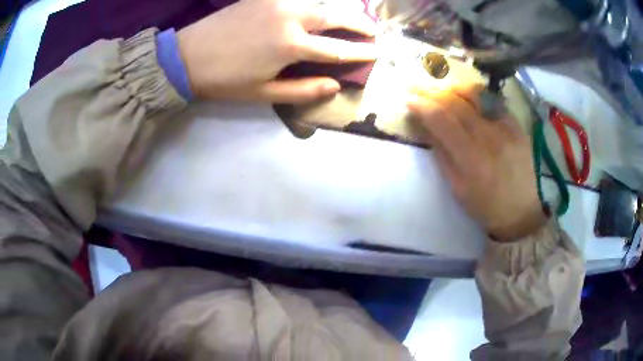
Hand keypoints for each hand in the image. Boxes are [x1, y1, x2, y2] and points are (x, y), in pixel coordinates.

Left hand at [177, 0, 377, 102]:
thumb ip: (303, 90)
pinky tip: (319, 7)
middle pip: (335, 17)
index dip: (359, 53)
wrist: (187, 57)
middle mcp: (290, 18)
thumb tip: (335, 85)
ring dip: (340, 10)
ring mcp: (276, 2)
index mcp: (291, 46)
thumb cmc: (225, 80)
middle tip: (373, 30)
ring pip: (319, 2)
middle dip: (359, 23)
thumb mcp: (263, 93)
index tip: (376, 53)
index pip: (337, 49)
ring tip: (353, 17)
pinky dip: (313, 2)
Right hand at [407, 85, 547, 241]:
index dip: (422, 106)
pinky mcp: (515, 123)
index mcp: (472, 158)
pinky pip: (492, 100)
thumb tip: (426, 128)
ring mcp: (504, 126)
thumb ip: (443, 156)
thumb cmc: (488, 206)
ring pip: (475, 94)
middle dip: (431, 91)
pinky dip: (475, 94)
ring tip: (441, 87)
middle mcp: (488, 136)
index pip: (442, 120)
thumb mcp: (459, 190)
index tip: (408, 101)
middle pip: (455, 102)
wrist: (525, 209)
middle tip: (415, 86)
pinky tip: (467, 96)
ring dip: (453, 87)